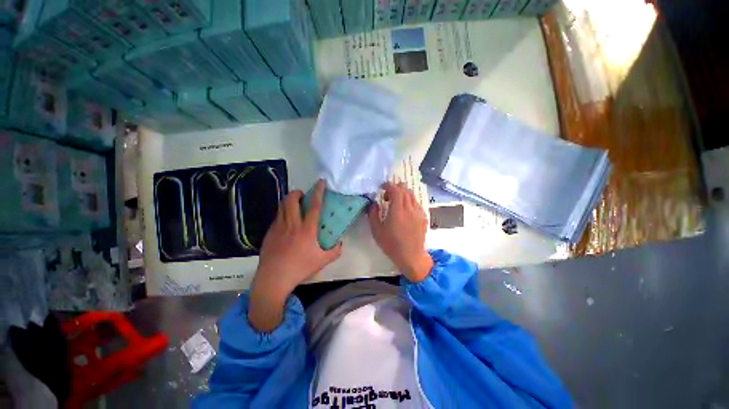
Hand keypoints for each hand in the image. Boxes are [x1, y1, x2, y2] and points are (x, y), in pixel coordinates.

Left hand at [248, 180, 341, 331]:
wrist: (273, 278)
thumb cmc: (300, 268)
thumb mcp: (322, 261)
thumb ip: (335, 251)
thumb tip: (340, 243)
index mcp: (307, 229)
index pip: (314, 206)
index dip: (318, 192)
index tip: (320, 182)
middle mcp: (292, 224)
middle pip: (291, 200)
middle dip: (297, 192)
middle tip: (302, 195)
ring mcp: (278, 227)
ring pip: (282, 206)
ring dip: (288, 201)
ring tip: (294, 204)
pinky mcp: (269, 232)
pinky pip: (277, 217)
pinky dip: (282, 213)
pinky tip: (286, 222)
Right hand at [368, 182, 432, 281]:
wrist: (411, 257)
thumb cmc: (391, 245)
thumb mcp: (376, 231)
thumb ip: (373, 214)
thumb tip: (373, 203)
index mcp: (398, 211)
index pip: (396, 190)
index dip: (389, 185)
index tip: (382, 187)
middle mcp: (410, 208)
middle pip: (405, 190)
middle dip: (395, 188)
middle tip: (387, 197)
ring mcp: (418, 212)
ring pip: (411, 195)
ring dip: (403, 194)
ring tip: (396, 203)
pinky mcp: (423, 217)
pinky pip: (416, 203)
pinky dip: (409, 201)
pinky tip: (405, 211)